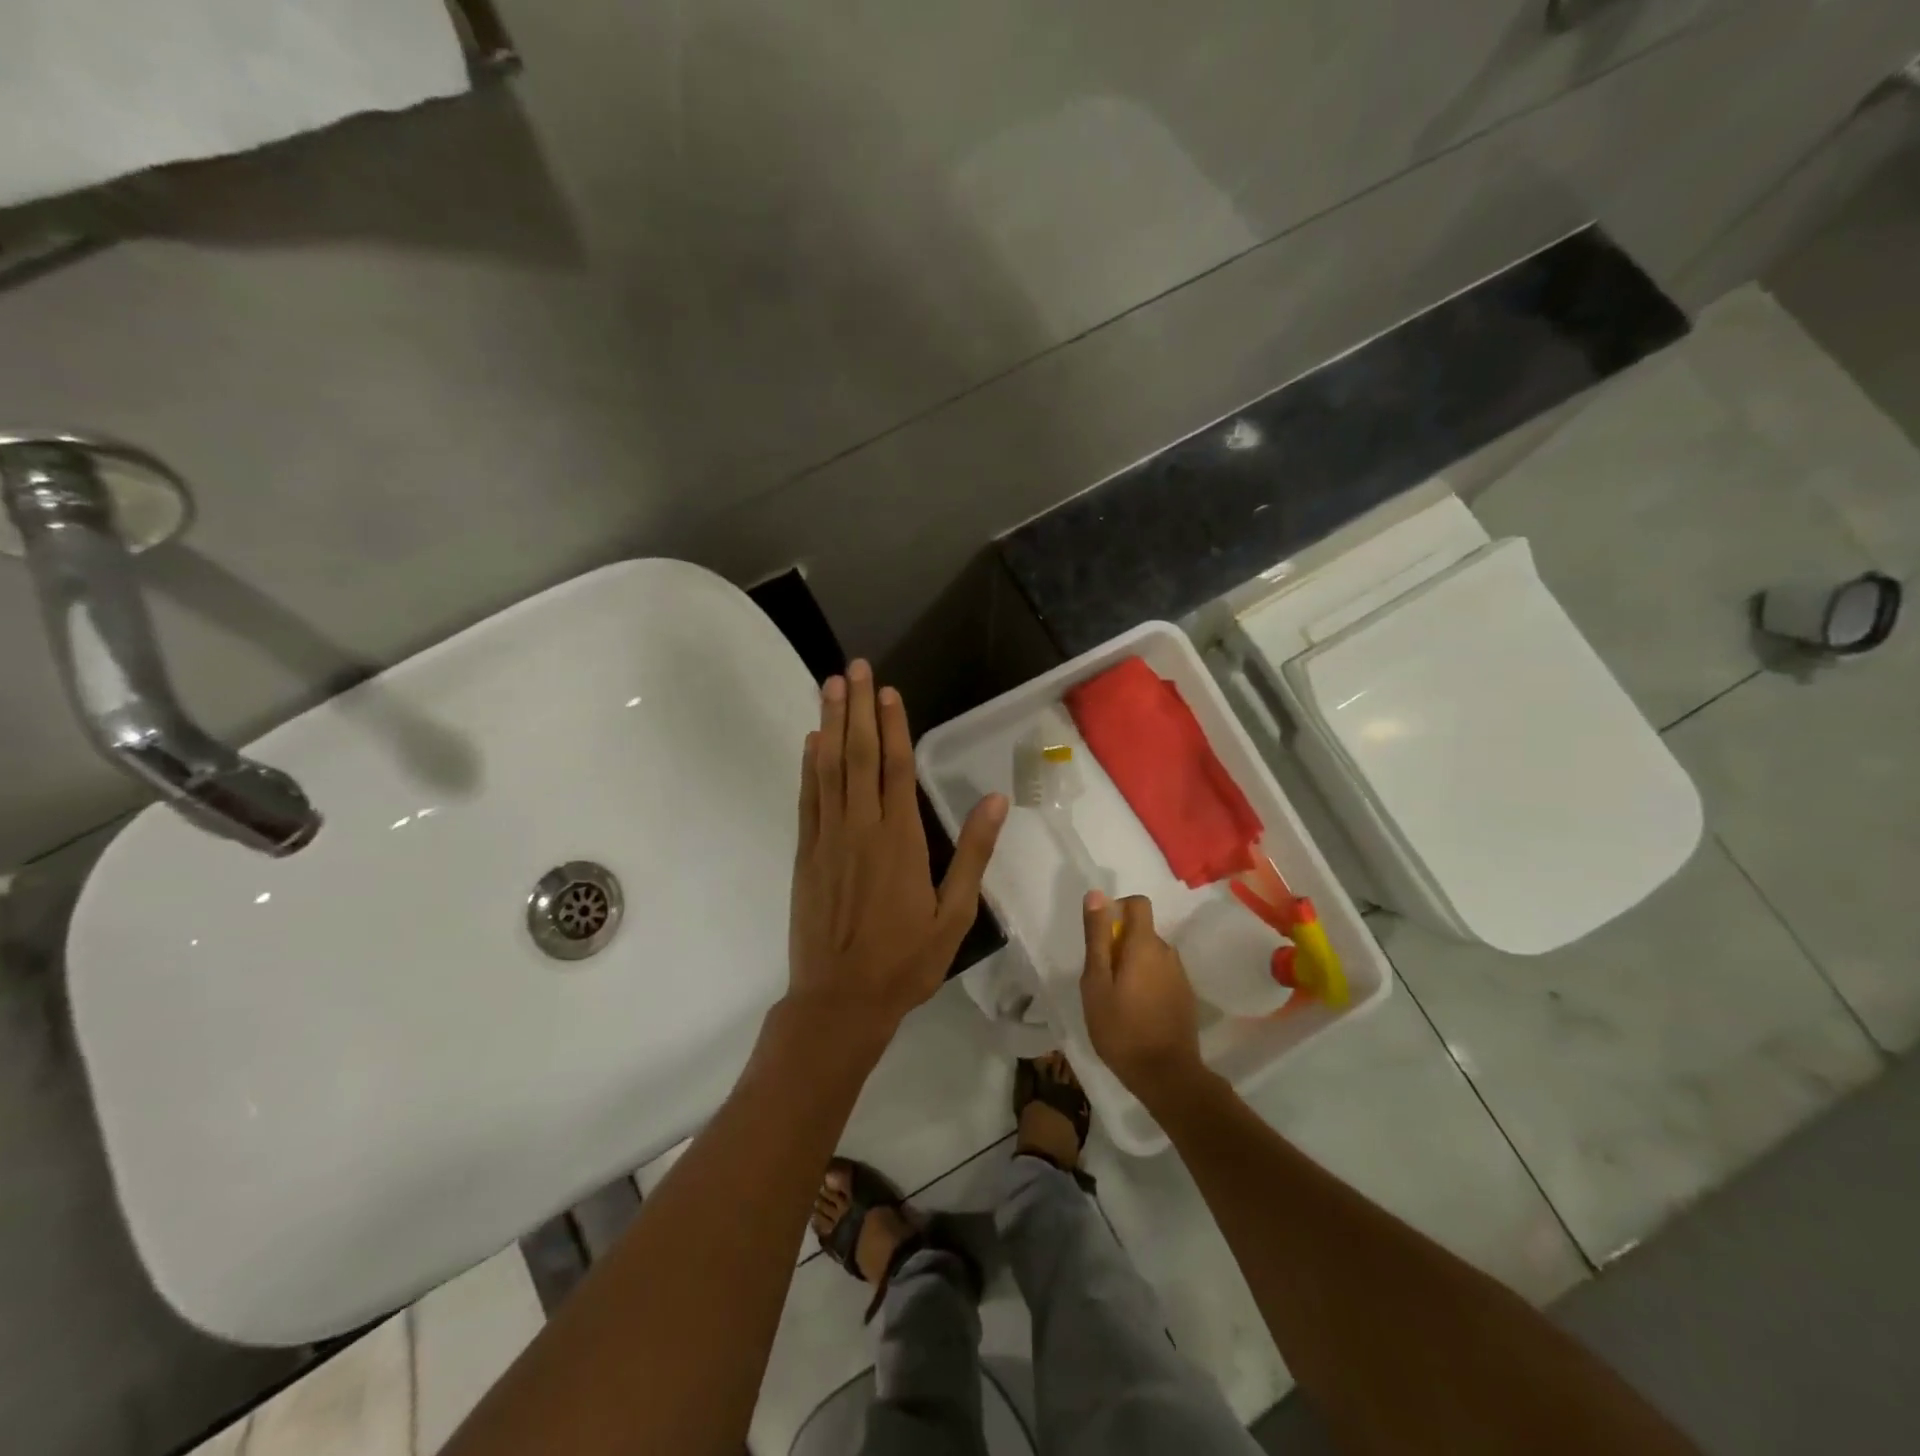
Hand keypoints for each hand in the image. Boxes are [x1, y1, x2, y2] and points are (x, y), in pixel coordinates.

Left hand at [787, 660, 1007, 1046]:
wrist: (839, 1000)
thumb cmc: (904, 960)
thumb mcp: (954, 914)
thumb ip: (973, 854)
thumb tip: (995, 801)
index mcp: (901, 840)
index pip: (896, 768)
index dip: (891, 725)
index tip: (888, 691)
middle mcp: (861, 828)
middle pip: (858, 755)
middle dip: (856, 707)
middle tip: (854, 667)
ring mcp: (828, 839)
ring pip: (829, 768)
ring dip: (829, 723)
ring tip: (830, 686)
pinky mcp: (806, 854)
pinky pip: (808, 799)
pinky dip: (809, 766)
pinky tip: (811, 742)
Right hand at [1080, 892, 1204, 1102]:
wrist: (1166, 1076)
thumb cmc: (1121, 1028)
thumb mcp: (1096, 982)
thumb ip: (1097, 936)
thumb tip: (1097, 894)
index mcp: (1145, 944)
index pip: (1138, 903)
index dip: (1117, 909)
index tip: (1101, 935)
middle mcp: (1168, 952)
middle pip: (1142, 932)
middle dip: (1120, 945)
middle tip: (1102, 980)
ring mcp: (1180, 976)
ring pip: (1151, 956)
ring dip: (1134, 966)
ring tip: (1117, 1000)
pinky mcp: (1186, 997)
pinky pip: (1162, 976)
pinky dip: (1147, 984)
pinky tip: (1137, 1013)